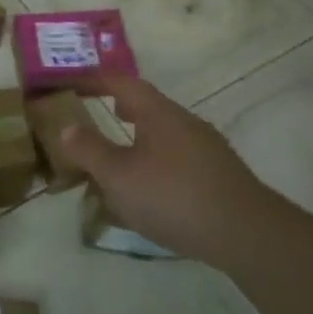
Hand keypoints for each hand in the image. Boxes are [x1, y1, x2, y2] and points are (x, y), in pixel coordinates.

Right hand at [55, 75, 263, 264]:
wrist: (245, 233)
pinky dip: (156, 163)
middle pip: (148, 106)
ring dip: (138, 139)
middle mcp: (185, 122)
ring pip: (164, 134)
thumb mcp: (118, 175)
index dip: (96, 80)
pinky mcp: (219, 175)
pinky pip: (178, 158)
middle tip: (95, 116)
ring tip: (118, 160)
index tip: (74, 84)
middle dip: (120, 109)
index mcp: (158, 113)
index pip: (123, 83)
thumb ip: (89, 150)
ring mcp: (207, 148)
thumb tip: (66, 127)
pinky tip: (150, 192)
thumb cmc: (172, 196)